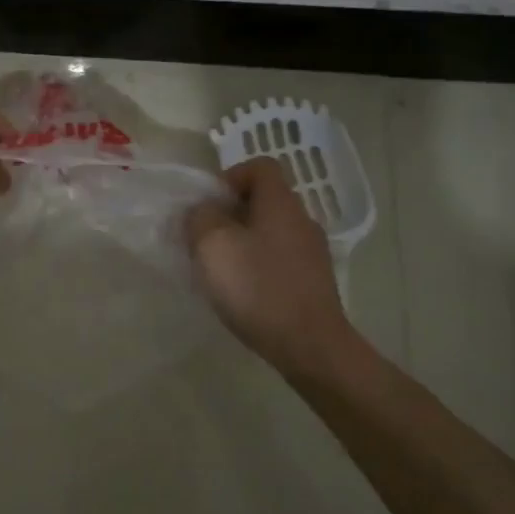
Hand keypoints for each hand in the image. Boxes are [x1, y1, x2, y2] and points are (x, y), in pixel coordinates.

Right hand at [185, 157, 357, 374]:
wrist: (311, 347)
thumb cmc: (258, 287)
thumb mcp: (213, 244)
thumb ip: (200, 217)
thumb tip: (202, 211)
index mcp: (280, 202)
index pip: (259, 166)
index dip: (230, 177)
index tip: (209, 204)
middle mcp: (302, 219)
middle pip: (264, 200)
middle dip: (231, 214)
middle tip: (206, 238)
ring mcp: (313, 253)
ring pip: (271, 232)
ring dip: (244, 242)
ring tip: (221, 268)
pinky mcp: (314, 282)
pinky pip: (280, 260)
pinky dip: (259, 266)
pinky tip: (243, 293)